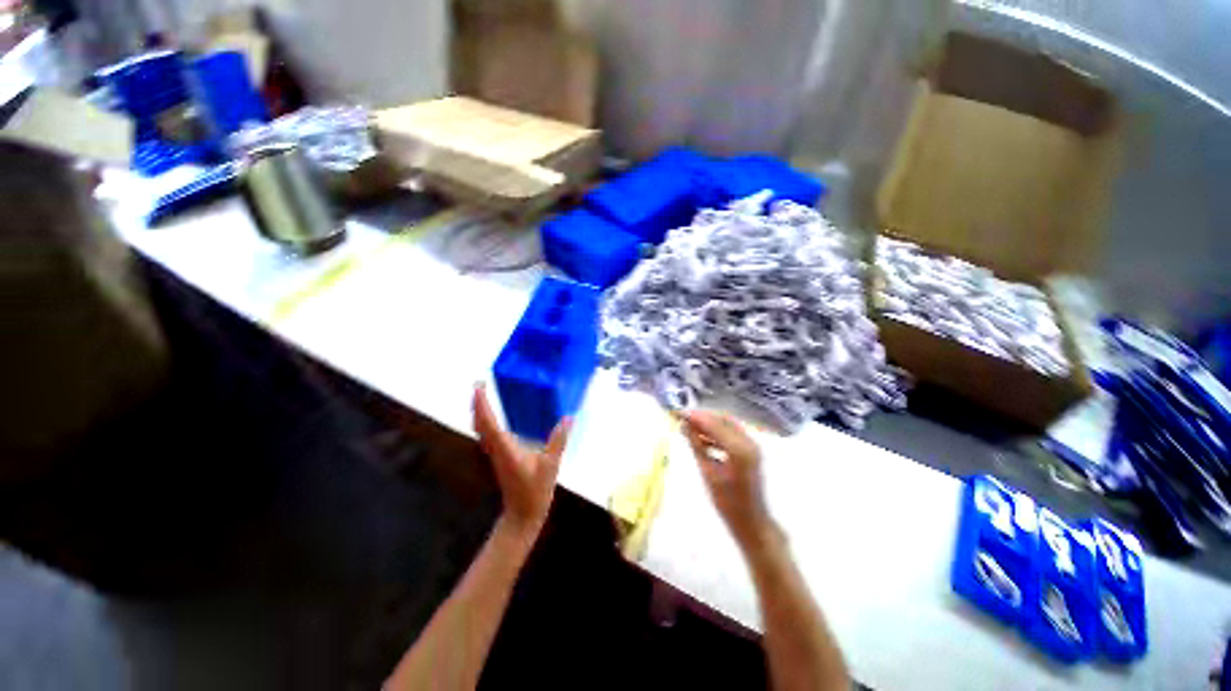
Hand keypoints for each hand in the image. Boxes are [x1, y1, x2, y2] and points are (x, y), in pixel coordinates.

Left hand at [473, 385, 571, 539]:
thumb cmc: (535, 492)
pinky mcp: (498, 458)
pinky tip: (494, 418)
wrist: (522, 516)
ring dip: (479, 412)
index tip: (478, 385)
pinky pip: (487, 435)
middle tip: (479, 385)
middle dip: (477, 403)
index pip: (489, 422)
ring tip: (483, 396)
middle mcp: (495, 449)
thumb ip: (558, 440)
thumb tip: (568, 418)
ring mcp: (495, 454)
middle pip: (480, 423)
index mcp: (505, 448)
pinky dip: (486, 421)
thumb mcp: (551, 465)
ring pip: (481, 429)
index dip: (482, 404)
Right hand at [683, 410, 777, 551]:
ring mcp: (752, 445)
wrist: (751, 521)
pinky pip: (732, 433)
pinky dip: (717, 431)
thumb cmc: (728, 502)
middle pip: (722, 419)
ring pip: (727, 424)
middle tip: (683, 417)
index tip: (678, 413)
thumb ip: (696, 446)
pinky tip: (702, 437)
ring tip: (689, 427)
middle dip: (702, 416)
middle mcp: (748, 442)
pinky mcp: (750, 449)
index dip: (695, 416)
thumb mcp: (708, 472)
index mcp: (739, 449)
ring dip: (709, 423)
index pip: (714, 424)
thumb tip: (684, 426)